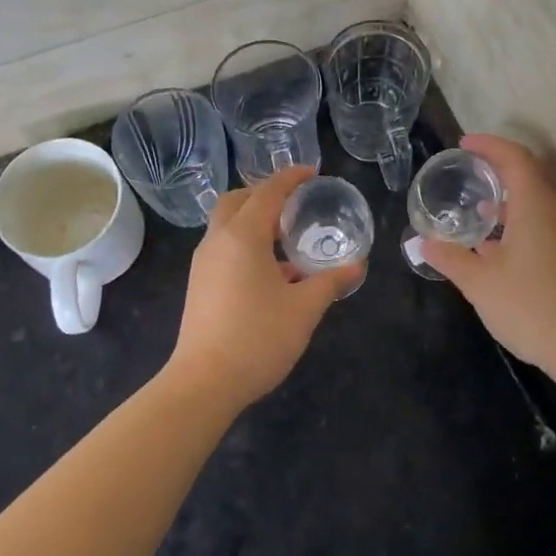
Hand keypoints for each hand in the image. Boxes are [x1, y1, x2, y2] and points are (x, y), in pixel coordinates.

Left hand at [166, 164, 363, 410]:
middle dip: (264, 193)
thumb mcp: (304, 309)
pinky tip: (270, 271)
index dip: (291, 178)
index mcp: (243, 236)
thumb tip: (357, 266)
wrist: (204, 383)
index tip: (312, 172)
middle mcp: (218, 240)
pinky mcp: (198, 283)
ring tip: (286, 239)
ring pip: (226, 224)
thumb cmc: (258, 338)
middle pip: (237, 200)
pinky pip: (223, 246)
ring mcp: (203, 262)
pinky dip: (244, 242)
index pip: (268, 192)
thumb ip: (330, 282)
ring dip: (253, 219)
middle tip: (293, 203)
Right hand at [421, 135, 555, 379]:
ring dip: (508, 199)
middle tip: (468, 173)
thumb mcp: (478, 282)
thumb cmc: (529, 306)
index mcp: (536, 206)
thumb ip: (449, 257)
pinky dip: (520, 220)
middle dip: (498, 170)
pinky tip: (498, 246)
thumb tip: (423, 243)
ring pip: (537, 202)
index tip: (464, 145)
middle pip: (529, 175)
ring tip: (477, 210)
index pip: (515, 158)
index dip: (489, 146)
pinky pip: (544, 222)